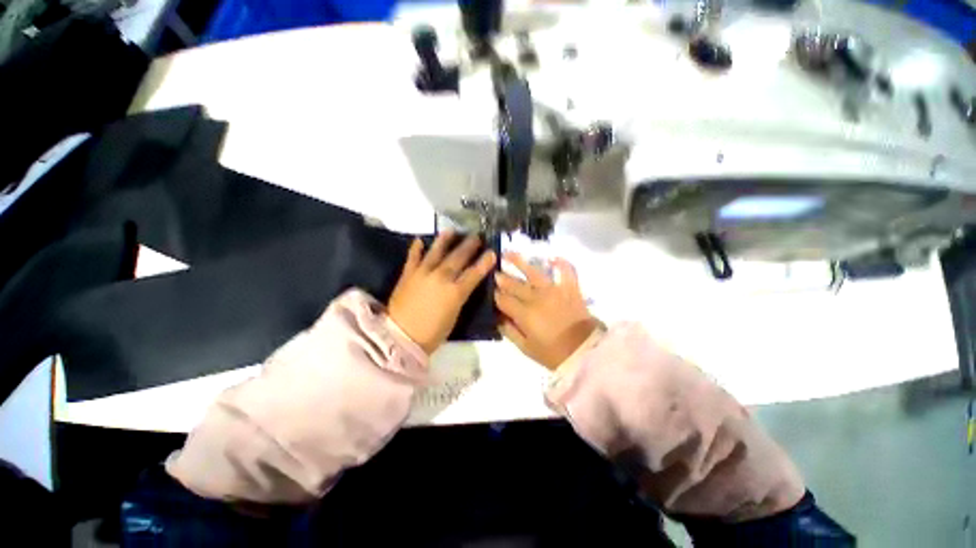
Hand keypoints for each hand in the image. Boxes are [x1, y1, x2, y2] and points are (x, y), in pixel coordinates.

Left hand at [388, 232, 495, 354]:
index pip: (474, 273)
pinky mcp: (407, 275)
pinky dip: (416, 249)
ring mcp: (423, 273)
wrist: (401, 337)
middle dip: (469, 246)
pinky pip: (413, 258)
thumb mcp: (454, 316)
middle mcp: (441, 277)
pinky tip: (419, 240)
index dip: (484, 262)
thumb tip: (465, 285)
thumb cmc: (432, 333)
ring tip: (451, 230)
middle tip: (476, 236)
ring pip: (436, 252)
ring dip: (444, 240)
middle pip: (458, 258)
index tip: (491, 252)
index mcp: (455, 291)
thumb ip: (460, 296)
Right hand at [494, 253, 598, 370]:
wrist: (585, 352)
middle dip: (502, 278)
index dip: (495, 295)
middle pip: (514, 285)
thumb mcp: (526, 348)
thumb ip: (509, 331)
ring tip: (508, 253)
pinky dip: (561, 264)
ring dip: (519, 262)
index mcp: (524, 314)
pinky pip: (566, 271)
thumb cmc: (553, 353)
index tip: (490, 291)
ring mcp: (554, 290)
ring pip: (533, 272)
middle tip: (494, 272)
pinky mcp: (570, 288)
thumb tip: (497, 318)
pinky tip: (552, 258)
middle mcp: (537, 298)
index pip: (503, 300)